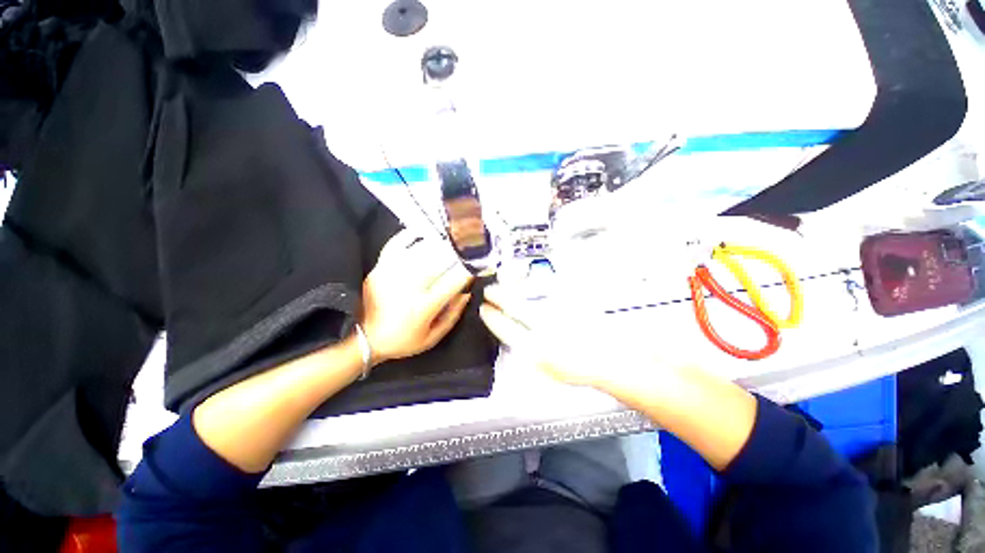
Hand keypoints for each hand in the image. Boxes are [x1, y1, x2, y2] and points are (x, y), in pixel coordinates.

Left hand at [361, 229, 473, 364]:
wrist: (361, 338)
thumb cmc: (400, 341)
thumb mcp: (431, 339)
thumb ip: (452, 316)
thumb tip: (466, 293)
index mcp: (424, 306)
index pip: (453, 281)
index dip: (469, 270)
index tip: (478, 265)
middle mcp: (410, 285)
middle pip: (440, 260)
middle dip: (458, 252)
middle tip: (470, 246)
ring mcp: (394, 272)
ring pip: (422, 249)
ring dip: (441, 242)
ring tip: (452, 239)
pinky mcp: (381, 266)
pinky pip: (397, 243)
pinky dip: (410, 234)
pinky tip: (422, 232)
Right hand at [478, 284, 640, 388]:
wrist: (609, 358)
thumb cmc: (577, 368)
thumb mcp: (547, 369)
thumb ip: (528, 352)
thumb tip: (513, 337)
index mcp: (536, 348)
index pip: (506, 329)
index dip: (492, 318)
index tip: (484, 309)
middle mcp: (544, 327)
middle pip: (515, 306)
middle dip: (498, 296)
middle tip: (489, 290)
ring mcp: (557, 313)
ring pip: (529, 296)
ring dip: (513, 290)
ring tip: (504, 284)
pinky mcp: (568, 304)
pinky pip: (545, 293)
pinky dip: (532, 288)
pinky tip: (527, 286)